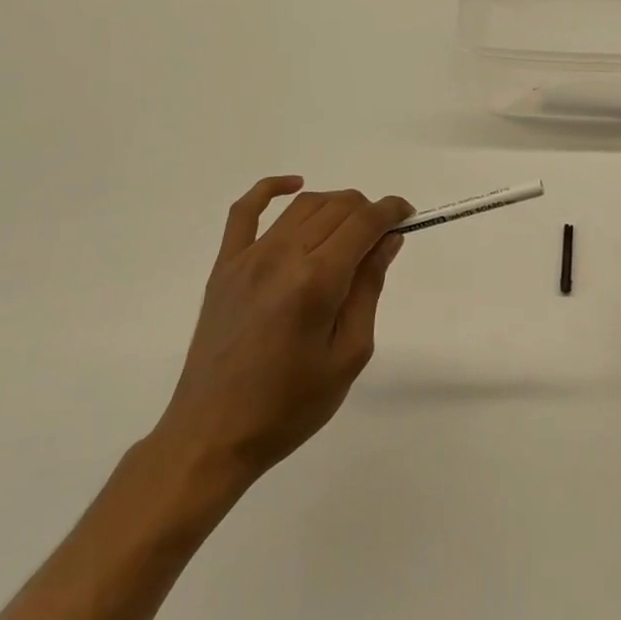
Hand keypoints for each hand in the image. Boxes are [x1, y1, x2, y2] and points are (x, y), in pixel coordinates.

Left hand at [150, 177, 410, 503]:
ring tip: (350, 229)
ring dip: (335, 205)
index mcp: (317, 281)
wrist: (213, 435)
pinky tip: (293, 184)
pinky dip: (270, 188)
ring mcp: (248, 258)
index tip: (408, 217)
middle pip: (337, 207)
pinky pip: (244, 211)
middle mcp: (282, 257)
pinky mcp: (225, 267)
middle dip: (368, 211)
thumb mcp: (349, 354)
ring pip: (302, 206)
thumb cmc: (290, 405)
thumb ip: (368, 289)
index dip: (392, 211)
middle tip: (381, 239)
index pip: (364, 222)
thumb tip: (387, 241)